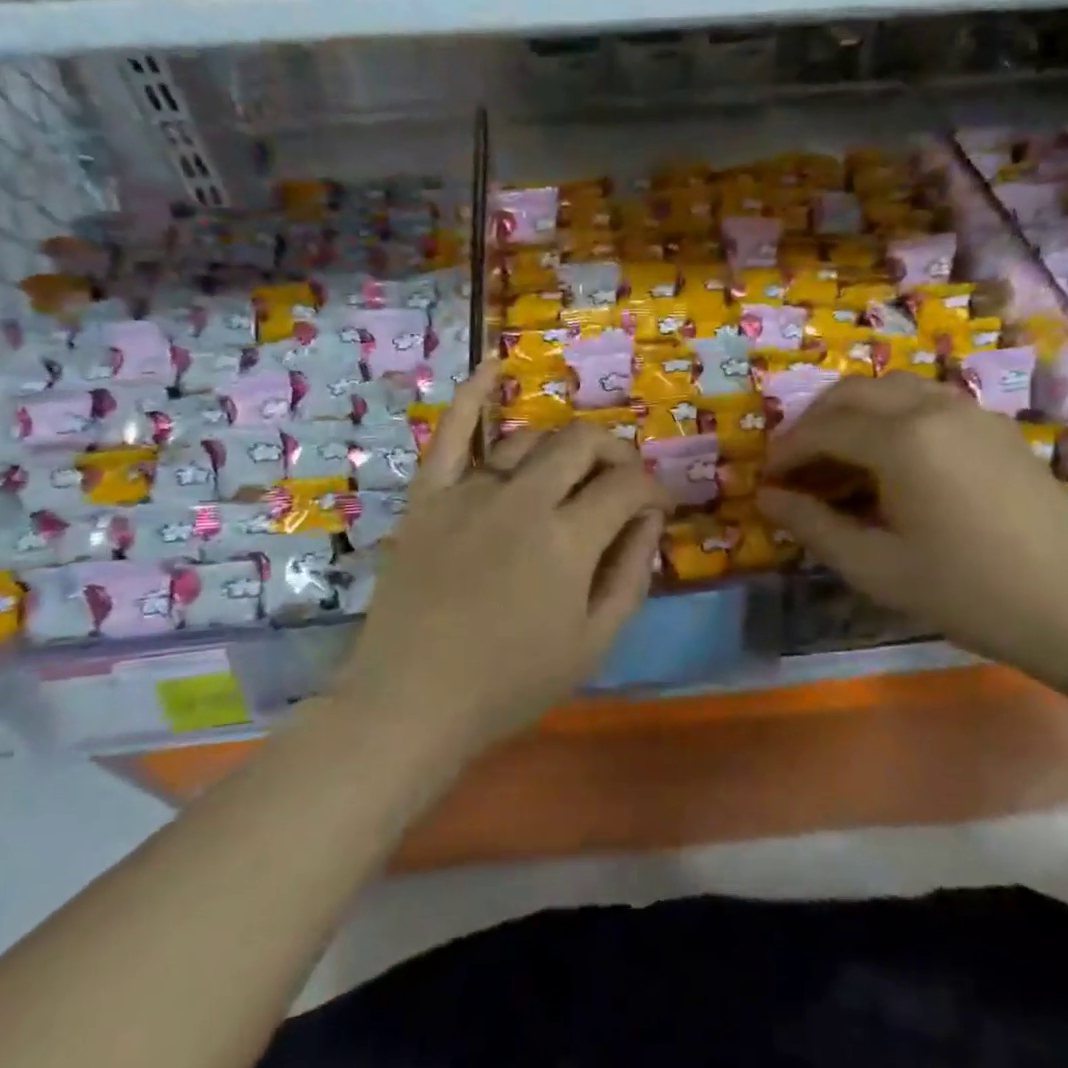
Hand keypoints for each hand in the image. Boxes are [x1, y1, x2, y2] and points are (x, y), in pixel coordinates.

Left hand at [340, 363, 670, 751]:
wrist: (412, 701)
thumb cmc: (510, 684)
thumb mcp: (594, 644)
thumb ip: (631, 575)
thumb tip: (649, 520)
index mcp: (568, 540)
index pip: (627, 486)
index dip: (652, 490)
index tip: (655, 508)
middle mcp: (523, 500)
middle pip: (582, 444)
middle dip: (616, 453)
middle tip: (622, 480)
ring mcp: (470, 492)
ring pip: (529, 439)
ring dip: (562, 446)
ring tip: (572, 469)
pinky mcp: (429, 496)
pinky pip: (450, 433)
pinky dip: (472, 395)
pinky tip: (493, 366)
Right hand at [757, 375, 1067, 673]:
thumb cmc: (967, 592)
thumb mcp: (876, 568)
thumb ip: (813, 526)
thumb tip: (767, 497)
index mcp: (902, 439)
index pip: (823, 429)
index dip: (787, 452)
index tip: (767, 480)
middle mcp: (933, 407)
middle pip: (853, 392)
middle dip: (813, 422)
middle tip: (795, 463)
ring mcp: (971, 411)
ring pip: (892, 388)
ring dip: (853, 412)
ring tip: (838, 456)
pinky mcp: (995, 426)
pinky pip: (927, 400)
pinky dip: (892, 414)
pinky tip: (892, 459)